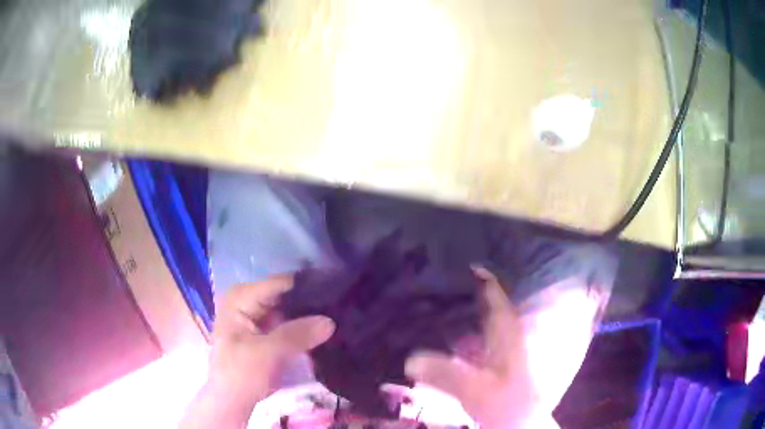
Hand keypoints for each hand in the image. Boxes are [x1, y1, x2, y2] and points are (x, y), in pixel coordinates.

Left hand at [181, 275, 334, 428]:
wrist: (231, 401)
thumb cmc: (241, 374)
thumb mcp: (268, 353)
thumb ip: (298, 334)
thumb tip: (331, 321)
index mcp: (240, 297)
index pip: (280, 284)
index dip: (308, 289)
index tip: (337, 295)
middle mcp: (247, 300)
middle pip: (285, 295)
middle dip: (310, 304)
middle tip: (340, 311)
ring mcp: (255, 317)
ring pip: (288, 310)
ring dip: (309, 318)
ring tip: (338, 319)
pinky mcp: (263, 332)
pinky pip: (287, 324)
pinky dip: (302, 329)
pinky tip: (323, 332)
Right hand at [405, 267, 537, 428]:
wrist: (519, 421)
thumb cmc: (507, 402)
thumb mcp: (476, 388)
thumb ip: (445, 374)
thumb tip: (409, 359)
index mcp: (505, 329)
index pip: (493, 290)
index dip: (476, 273)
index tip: (448, 260)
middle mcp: (502, 331)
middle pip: (481, 300)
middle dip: (457, 289)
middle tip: (425, 280)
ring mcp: (495, 346)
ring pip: (474, 318)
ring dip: (454, 309)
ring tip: (423, 301)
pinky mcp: (487, 360)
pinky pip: (468, 337)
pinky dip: (453, 331)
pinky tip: (432, 335)